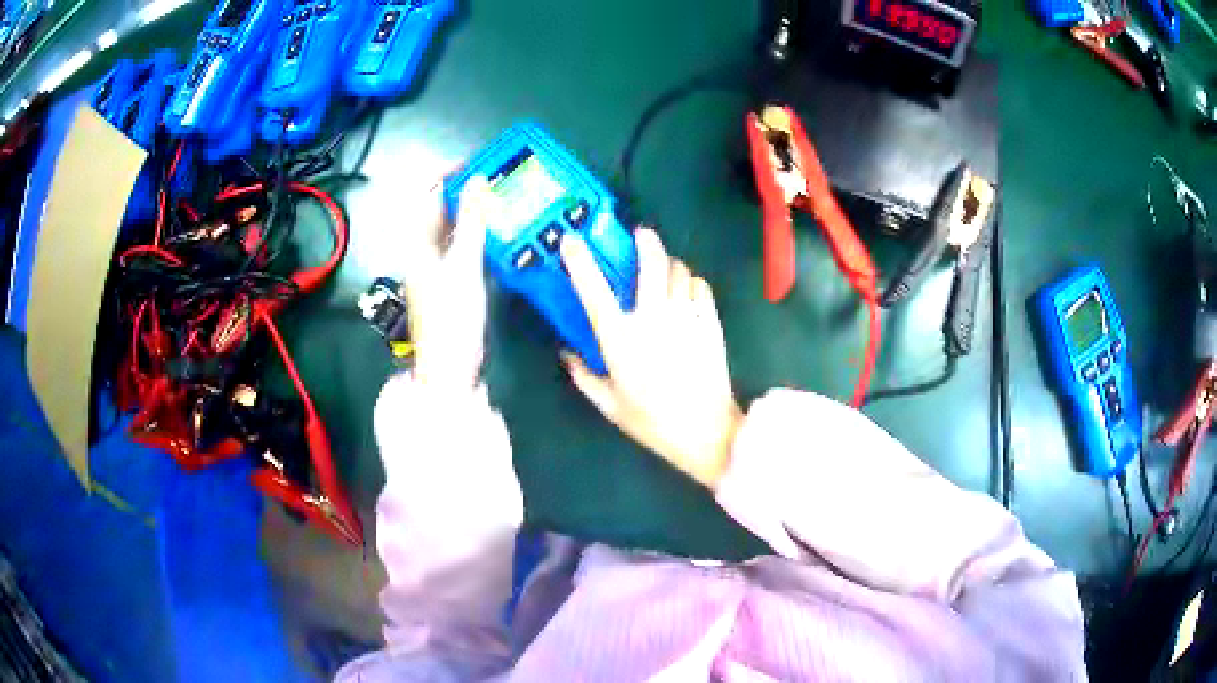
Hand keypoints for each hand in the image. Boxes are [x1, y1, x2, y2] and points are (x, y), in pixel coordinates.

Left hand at [400, 177, 494, 388]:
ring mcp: (438, 265)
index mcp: (417, 242)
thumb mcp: (463, 263)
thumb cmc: (452, 315)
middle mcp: (424, 249)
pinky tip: (501, 230)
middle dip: (466, 191)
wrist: (452, 366)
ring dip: (476, 211)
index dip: (446, 174)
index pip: (426, 195)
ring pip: (455, 227)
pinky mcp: (453, 280)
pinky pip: (465, 246)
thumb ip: (471, 221)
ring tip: (504, 198)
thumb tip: (477, 179)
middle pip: (442, 209)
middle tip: (499, 179)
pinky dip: (481, 234)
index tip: (475, 162)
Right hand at [560, 228, 743, 488]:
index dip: (580, 260)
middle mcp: (652, 317)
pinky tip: (686, 294)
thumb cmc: (652, 421)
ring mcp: (685, 317)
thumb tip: (566, 353)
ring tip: (665, 271)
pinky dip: (691, 284)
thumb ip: (583, 375)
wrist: (706, 431)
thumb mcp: (609, 404)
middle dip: (645, 242)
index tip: (571, 241)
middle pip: (651, 262)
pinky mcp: (710, 322)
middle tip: (641, 236)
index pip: (593, 289)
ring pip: (679, 271)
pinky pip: (700, 287)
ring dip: (669, 265)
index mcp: (620, 338)